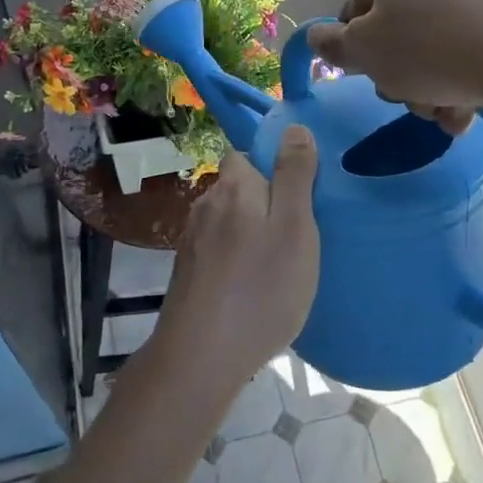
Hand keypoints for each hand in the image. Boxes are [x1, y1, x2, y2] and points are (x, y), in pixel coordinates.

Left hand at [152, 129, 319, 394]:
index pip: (245, 154)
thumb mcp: (295, 228)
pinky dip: (233, 259)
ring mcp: (191, 240)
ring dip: (248, 233)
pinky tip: (249, 286)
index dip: (270, 166)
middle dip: (262, 202)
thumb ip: (294, 176)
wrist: (201, 356)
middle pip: (236, 188)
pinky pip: (217, 250)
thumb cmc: (261, 289)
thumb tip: (293, 127)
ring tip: (275, 263)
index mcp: (234, 187)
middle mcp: (206, 204)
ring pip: (226, 221)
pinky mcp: (186, 272)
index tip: (297, 194)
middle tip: (295, 234)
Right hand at [305, 0, 482, 133]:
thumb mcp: (362, 49)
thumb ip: (330, 45)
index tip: (363, 71)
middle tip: (404, 91)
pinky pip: (458, 67)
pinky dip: (454, 93)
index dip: (353, 49)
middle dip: (394, 77)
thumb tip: (314, 37)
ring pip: (424, 60)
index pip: (354, 11)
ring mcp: (466, 5)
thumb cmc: (424, 46)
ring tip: (439, 106)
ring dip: (422, 94)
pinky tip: (462, 111)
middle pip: (391, 39)